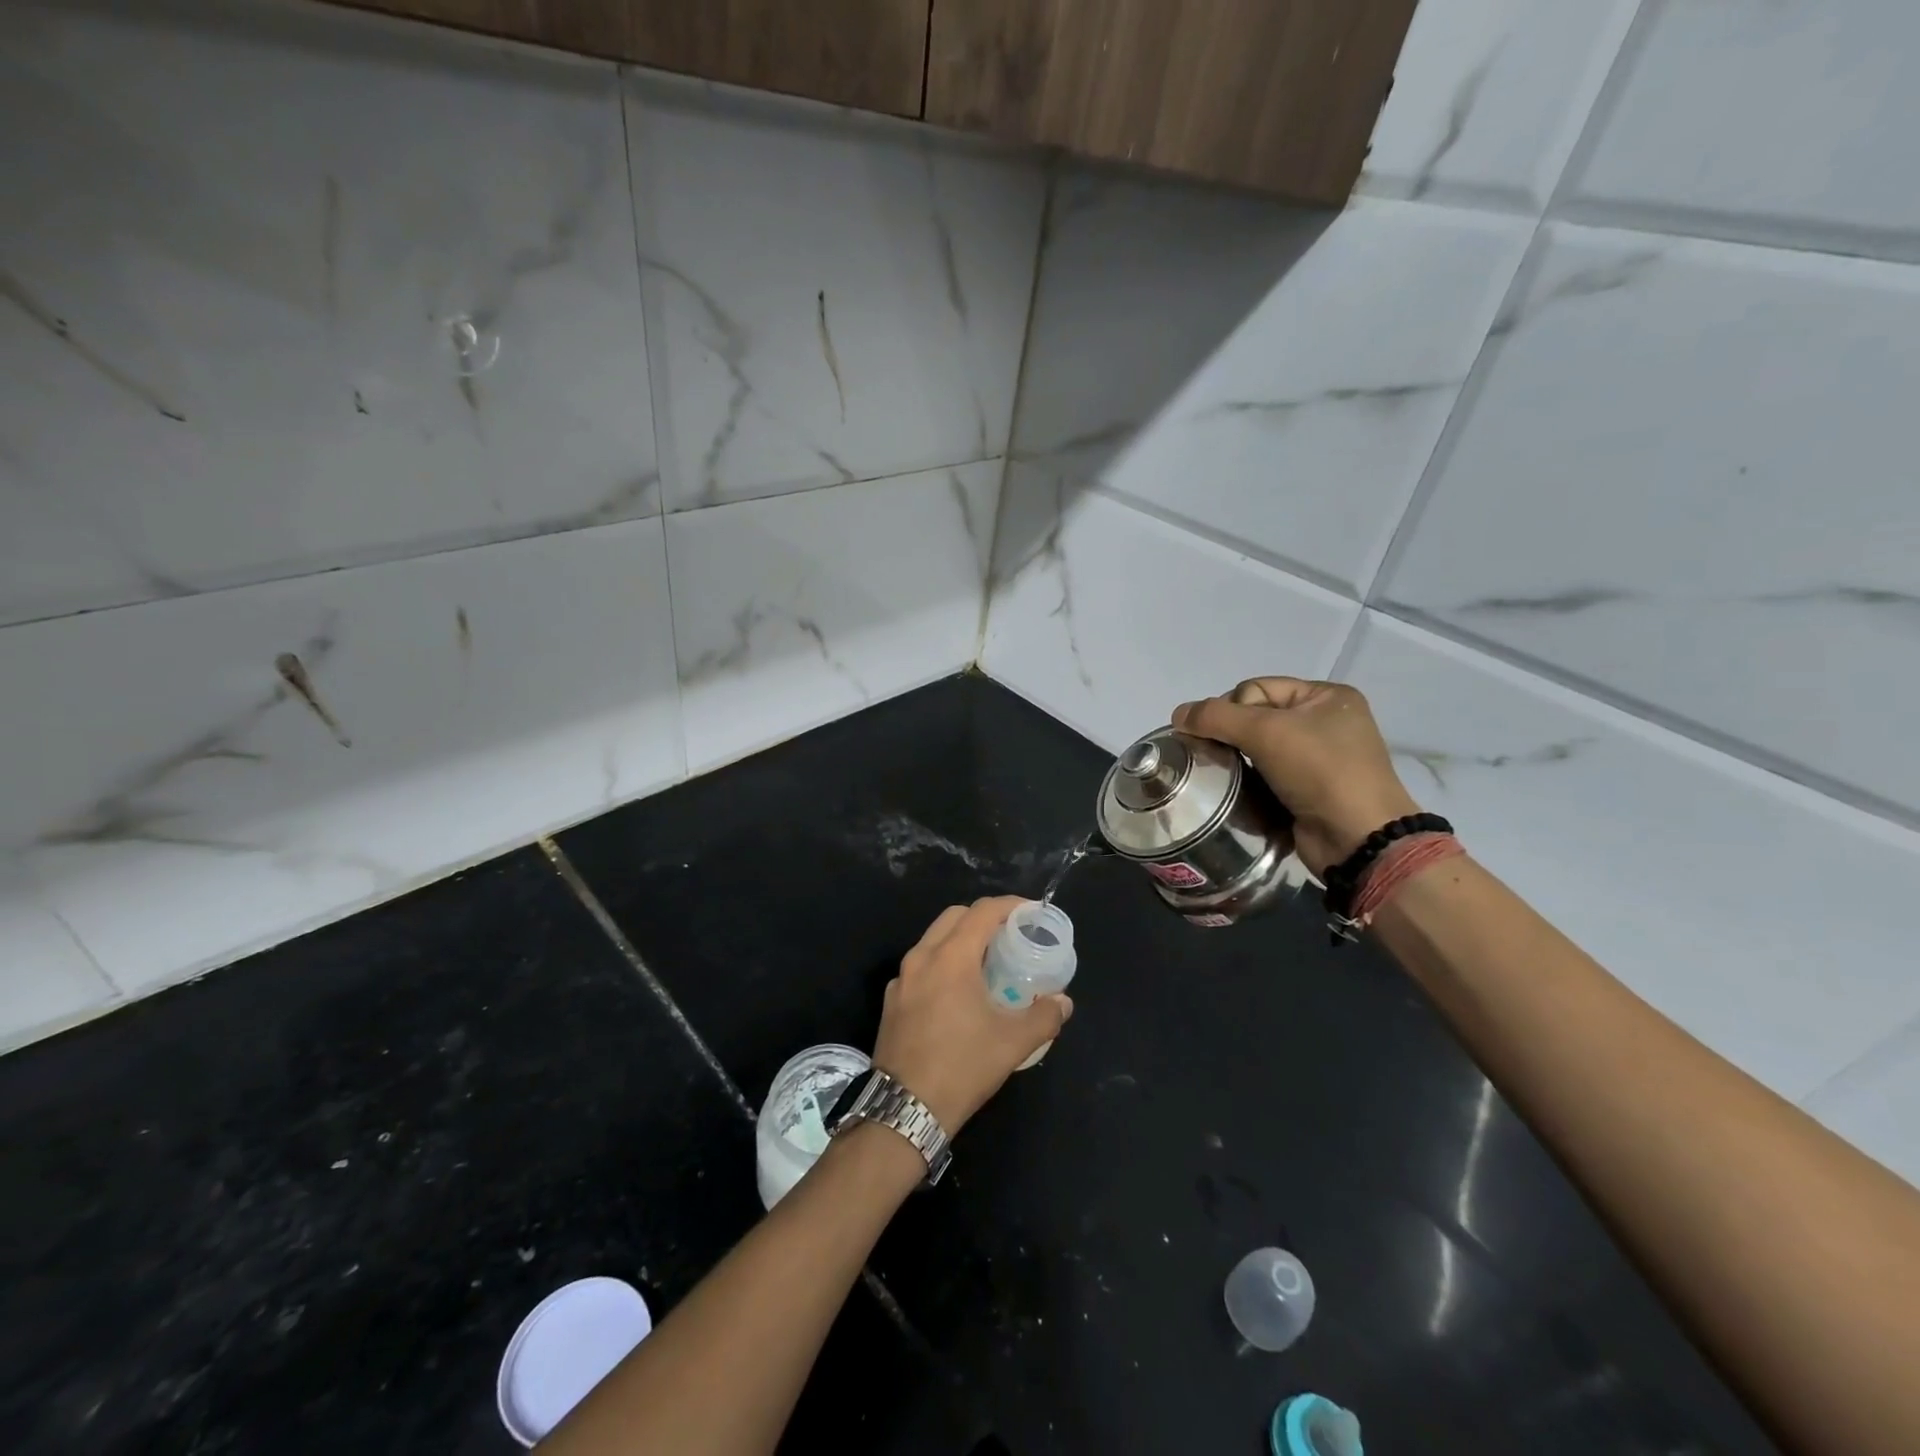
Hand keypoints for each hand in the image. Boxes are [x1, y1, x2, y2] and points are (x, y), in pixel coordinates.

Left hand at [872, 897, 1072, 1133]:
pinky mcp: (892, 1000)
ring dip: (961, 939)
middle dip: (984, 918)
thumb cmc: (962, 1067)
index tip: (1032, 913)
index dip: (1010, 906)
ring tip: (988, 962)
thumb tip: (1063, 1002)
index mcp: (951, 957)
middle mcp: (922, 957)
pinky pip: (921, 965)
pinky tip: (958, 992)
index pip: (983, 912)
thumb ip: (1044, 1016)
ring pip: (934, 939)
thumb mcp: (1013, 1043)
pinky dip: (943, 962)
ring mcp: (902, 978)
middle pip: (955, 917)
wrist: (904, 1109)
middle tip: (1011, 935)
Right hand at [1174, 677, 1420, 878]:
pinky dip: (1246, 779)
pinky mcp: (1306, 789)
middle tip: (1213, 755)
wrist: (1357, 839)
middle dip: (1229, 733)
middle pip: (1254, 716)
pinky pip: (1264, 773)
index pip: (1256, 687)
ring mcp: (1317, 757)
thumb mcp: (1266, 732)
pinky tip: (1234, 791)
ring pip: (1256, 747)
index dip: (1230, 708)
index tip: (1218, 735)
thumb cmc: (1320, 772)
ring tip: (1219, 774)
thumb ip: (1216, 717)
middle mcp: (1324, 721)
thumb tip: (1177, 714)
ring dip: (1235, 758)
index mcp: (1326, 696)